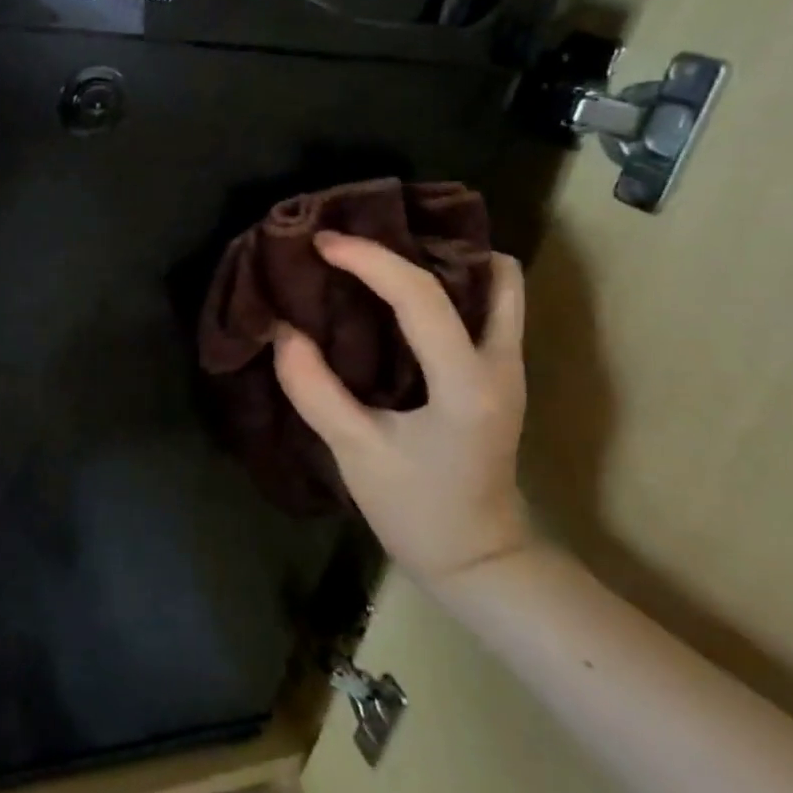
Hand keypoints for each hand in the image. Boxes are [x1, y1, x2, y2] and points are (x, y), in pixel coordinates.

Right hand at [272, 231, 530, 589]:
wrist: (479, 559)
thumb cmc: (417, 510)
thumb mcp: (355, 452)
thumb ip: (315, 389)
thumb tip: (283, 330)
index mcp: (466, 383)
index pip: (421, 296)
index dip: (369, 260)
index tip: (321, 243)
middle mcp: (500, 362)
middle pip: (484, 272)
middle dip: (420, 243)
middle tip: (361, 233)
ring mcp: (508, 367)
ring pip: (497, 285)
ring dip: (445, 259)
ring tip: (384, 253)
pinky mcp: (498, 374)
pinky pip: (487, 306)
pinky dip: (450, 283)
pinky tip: (402, 292)